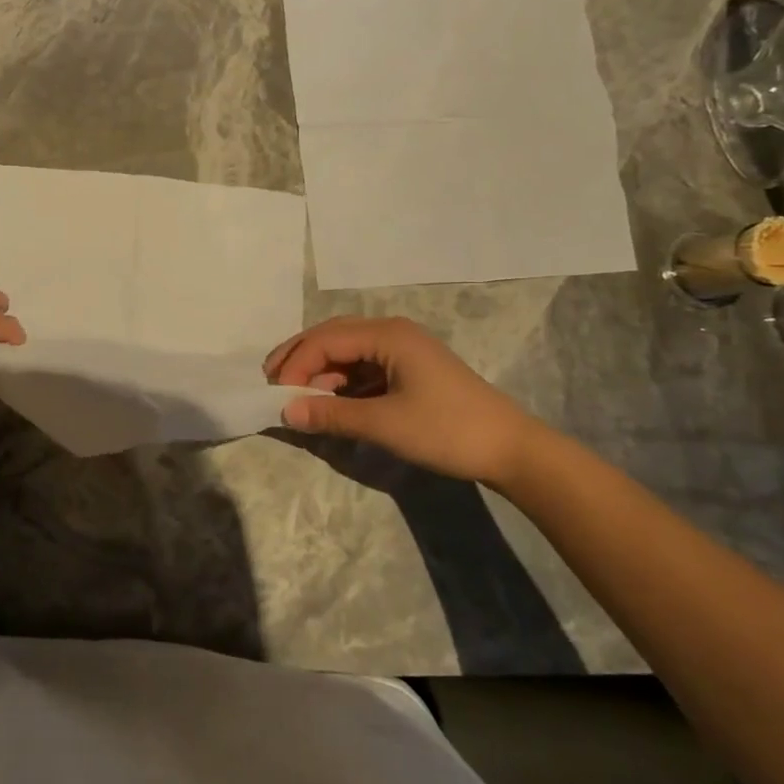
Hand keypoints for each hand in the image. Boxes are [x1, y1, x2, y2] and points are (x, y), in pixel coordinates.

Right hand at [264, 316, 539, 487]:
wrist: (511, 450)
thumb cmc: (447, 430)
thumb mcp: (384, 423)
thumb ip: (331, 415)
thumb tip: (286, 412)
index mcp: (388, 335)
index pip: (325, 340)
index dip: (295, 364)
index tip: (275, 393)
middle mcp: (392, 333)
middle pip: (332, 337)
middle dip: (300, 359)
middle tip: (271, 383)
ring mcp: (402, 351)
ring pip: (346, 353)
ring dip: (319, 373)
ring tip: (296, 397)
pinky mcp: (408, 371)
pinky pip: (362, 369)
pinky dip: (340, 383)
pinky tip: (328, 402)